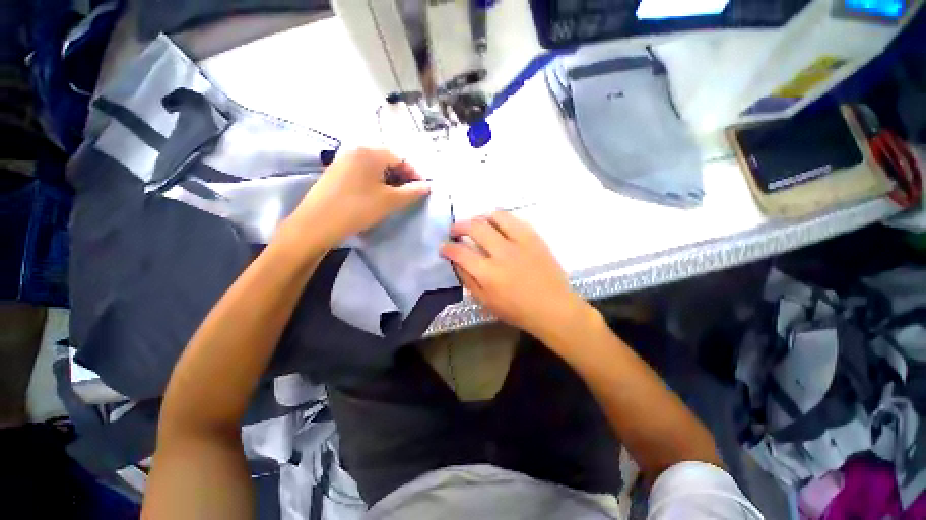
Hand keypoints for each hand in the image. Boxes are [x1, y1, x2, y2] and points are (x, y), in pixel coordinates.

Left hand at [290, 148, 429, 248]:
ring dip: (388, 181)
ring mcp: (342, 161)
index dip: (415, 174)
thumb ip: (412, 192)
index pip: (401, 158)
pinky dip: (374, 183)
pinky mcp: (335, 174)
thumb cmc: (358, 208)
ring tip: (394, 198)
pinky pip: (361, 174)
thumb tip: (428, 186)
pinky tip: (374, 198)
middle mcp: (355, 151)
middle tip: (409, 195)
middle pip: (387, 161)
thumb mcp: (390, 201)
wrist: (316, 224)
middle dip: (401, 177)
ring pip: (374, 168)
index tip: (422, 190)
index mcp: (370, 152)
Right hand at [440, 212, 590, 342]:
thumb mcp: (486, 302)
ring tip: (477, 224)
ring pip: (496, 217)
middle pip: (475, 228)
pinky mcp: (534, 238)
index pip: (460, 253)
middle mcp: (502, 253)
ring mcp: (520, 242)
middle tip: (455, 231)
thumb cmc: (517, 310)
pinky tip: (498, 226)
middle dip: (459, 226)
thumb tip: (457, 262)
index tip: (443, 247)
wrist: (553, 308)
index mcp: (488, 274)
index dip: (447, 248)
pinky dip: (501, 219)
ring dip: (481, 217)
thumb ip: (468, 280)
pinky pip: (515, 220)